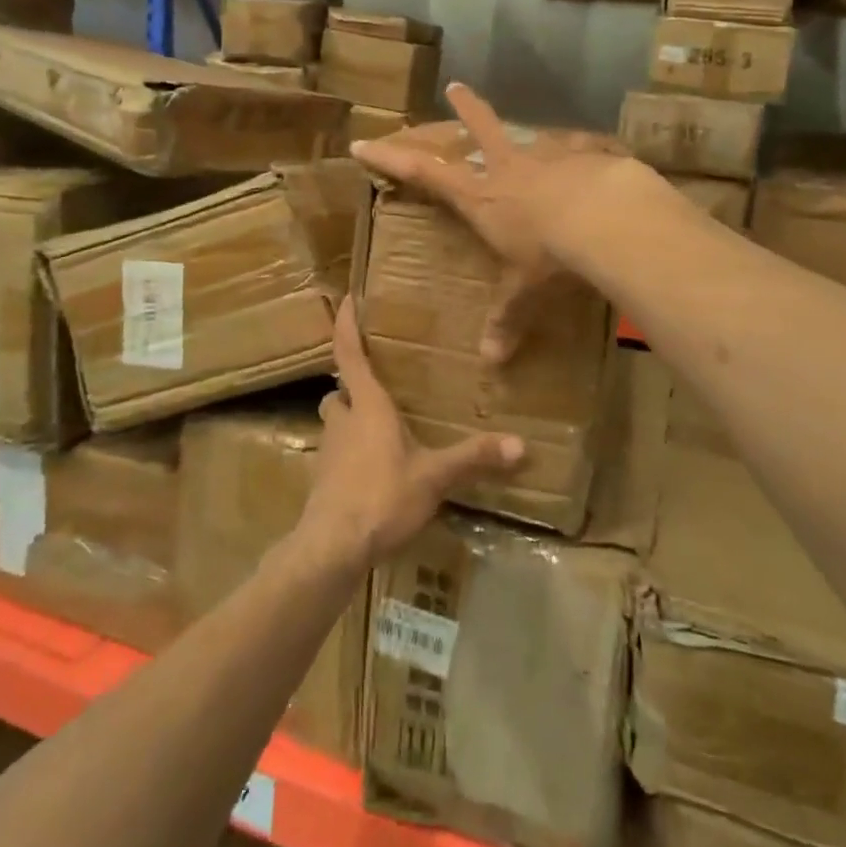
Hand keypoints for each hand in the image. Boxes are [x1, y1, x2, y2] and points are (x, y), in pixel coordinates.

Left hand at [298, 299, 523, 570]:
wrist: (332, 547)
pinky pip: (337, 453)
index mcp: (367, 405)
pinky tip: (374, 469)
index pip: (349, 353)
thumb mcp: (434, 477)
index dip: (346, 324)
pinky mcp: (323, 480)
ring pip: (336, 422)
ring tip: (380, 426)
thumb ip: (474, 458)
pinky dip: (351, 452)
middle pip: (340, 390)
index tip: (347, 298)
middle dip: (353, 384)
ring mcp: (328, 451)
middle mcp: (343, 420)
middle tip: (378, 381)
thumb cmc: (381, 496)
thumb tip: (522, 445)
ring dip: (351, 418)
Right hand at [351, 82, 636, 362]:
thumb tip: (491, 362)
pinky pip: (576, 150)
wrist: (607, 219)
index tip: (363, 142)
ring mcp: (547, 156)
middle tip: (456, 87)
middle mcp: (508, 169)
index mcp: (481, 198)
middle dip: (466, 109)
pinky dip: (578, 153)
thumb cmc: (550, 255)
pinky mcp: (584, 154)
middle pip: (479, 130)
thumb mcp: (525, 291)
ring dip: (522, 130)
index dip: (391, 159)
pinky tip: (592, 156)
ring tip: (529, 130)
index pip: (424, 174)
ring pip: (527, 135)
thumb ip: (508, 319)